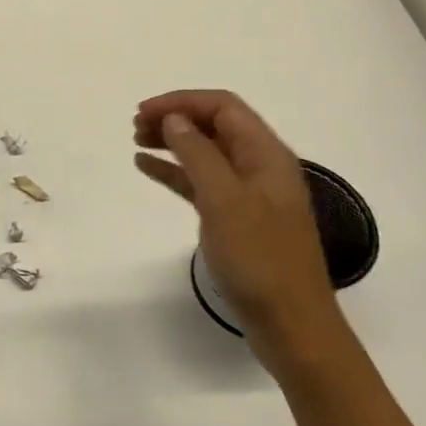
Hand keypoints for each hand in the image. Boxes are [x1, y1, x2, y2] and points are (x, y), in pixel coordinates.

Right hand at [134, 90, 345, 369]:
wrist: (289, 324)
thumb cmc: (259, 259)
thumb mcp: (224, 200)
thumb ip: (198, 155)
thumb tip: (174, 120)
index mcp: (266, 155)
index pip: (223, 107)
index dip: (182, 102)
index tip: (143, 112)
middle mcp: (259, 167)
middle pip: (214, 126)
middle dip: (175, 119)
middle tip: (135, 127)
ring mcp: (248, 194)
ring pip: (205, 153)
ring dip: (172, 142)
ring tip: (137, 141)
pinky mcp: (235, 219)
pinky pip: (200, 182)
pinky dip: (175, 172)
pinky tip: (147, 168)